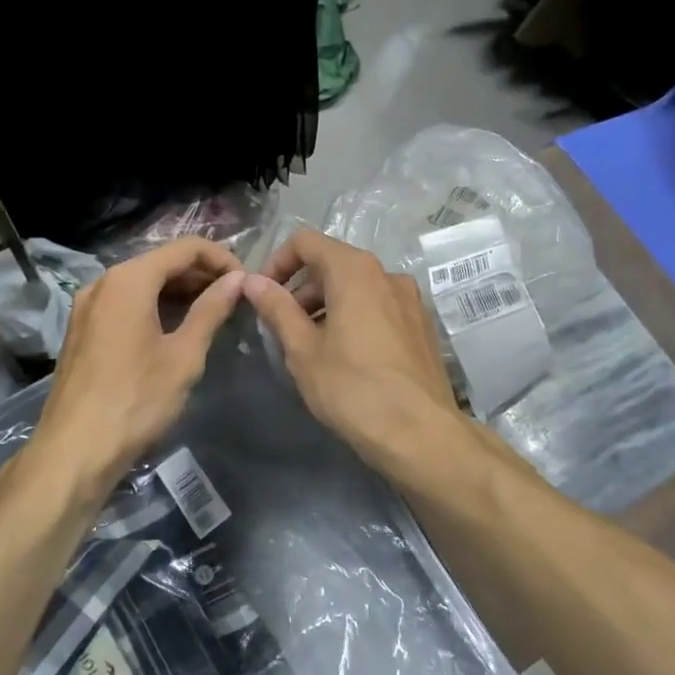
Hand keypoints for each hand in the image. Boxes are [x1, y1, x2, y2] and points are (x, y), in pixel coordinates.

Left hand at [31, 237, 246, 493]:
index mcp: (129, 280)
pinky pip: (125, 302)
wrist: (75, 450)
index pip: (185, 248)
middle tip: (234, 299)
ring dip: (179, 291)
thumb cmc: (137, 400)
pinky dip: (154, 305)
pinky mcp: (82, 329)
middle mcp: (103, 282)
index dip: (222, 259)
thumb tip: (237, 280)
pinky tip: (175, 328)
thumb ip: (211, 310)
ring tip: (212, 313)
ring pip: (142, 282)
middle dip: (201, 274)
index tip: (246, 283)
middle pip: (161, 262)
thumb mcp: (184, 355)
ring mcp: (87, 305)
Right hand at [241, 230, 459, 461]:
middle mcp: (387, 274)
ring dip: (328, 305)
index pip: (306, 242)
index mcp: (355, 270)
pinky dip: (355, 317)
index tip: (263, 295)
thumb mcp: (302, 350)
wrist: (419, 432)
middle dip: (302, 289)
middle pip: (334, 264)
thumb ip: (277, 308)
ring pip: (358, 288)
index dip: (277, 262)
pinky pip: (380, 307)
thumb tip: (252, 281)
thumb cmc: (351, 388)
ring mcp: (410, 299)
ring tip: (312, 346)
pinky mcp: (423, 325)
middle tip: (283, 327)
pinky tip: (347, 357)